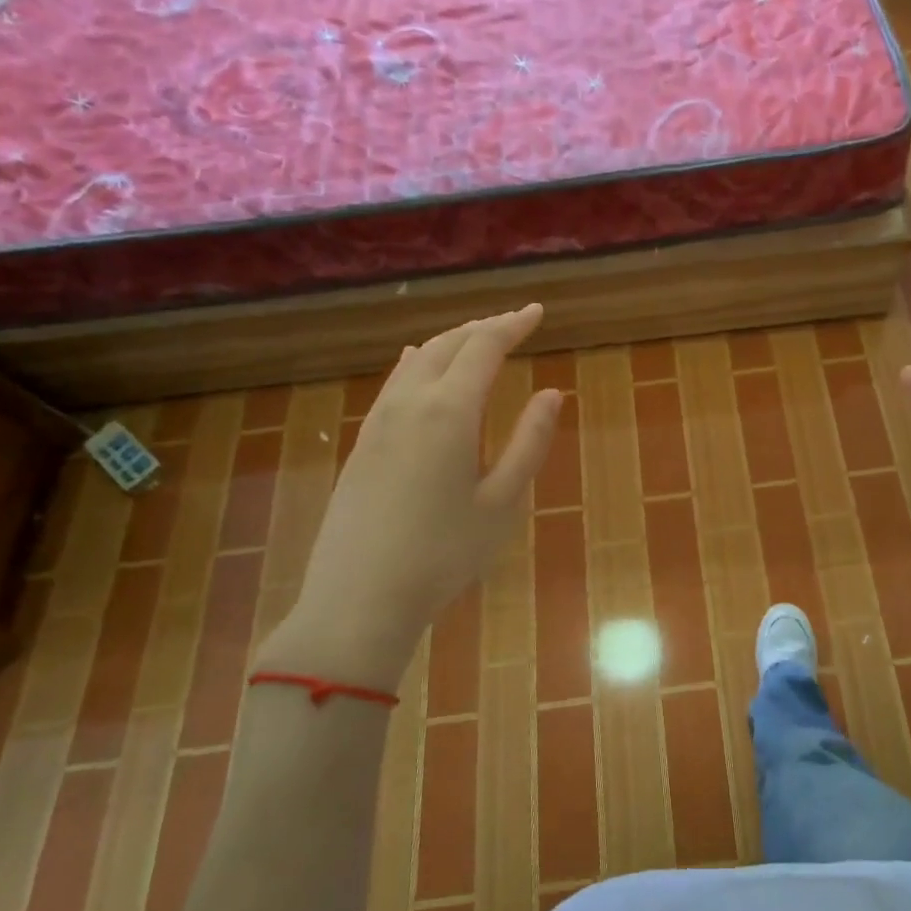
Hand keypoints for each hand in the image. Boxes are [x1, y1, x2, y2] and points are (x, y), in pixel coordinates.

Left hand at [257, 305, 562, 690]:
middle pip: (448, 345)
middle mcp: (410, 403)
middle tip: (514, 324)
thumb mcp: (503, 501)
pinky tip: (420, 364)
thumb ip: (529, 441)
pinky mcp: (362, 444)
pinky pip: (395, 383)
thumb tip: (552, 394)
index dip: (513, 325)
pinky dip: (419, 364)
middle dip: (483, 328)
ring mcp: (379, 422)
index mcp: (449, 411)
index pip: (484, 347)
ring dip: (451, 344)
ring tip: (476, 342)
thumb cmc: (444, 553)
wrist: (359, 598)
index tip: (537, 312)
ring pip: (417, 361)